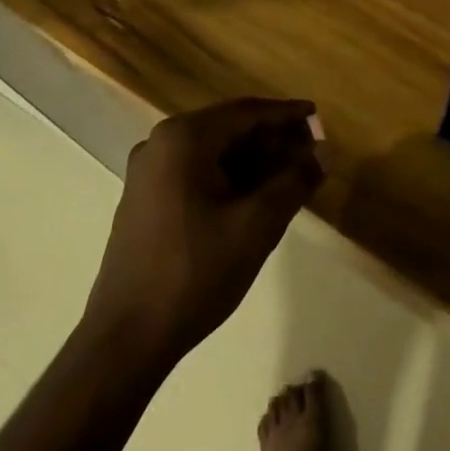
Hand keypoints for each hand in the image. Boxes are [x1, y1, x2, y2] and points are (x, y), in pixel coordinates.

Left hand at [83, 98, 322, 365]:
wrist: (126, 338)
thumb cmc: (195, 273)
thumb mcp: (257, 226)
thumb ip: (294, 181)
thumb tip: (323, 153)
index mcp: (184, 138)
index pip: (247, 112)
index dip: (287, 114)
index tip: (318, 116)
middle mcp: (160, 143)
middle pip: (229, 128)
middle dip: (272, 139)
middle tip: (310, 153)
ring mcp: (148, 171)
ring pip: (213, 151)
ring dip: (253, 160)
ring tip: (290, 177)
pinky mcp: (145, 198)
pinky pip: (196, 171)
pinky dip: (229, 176)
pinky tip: (255, 197)